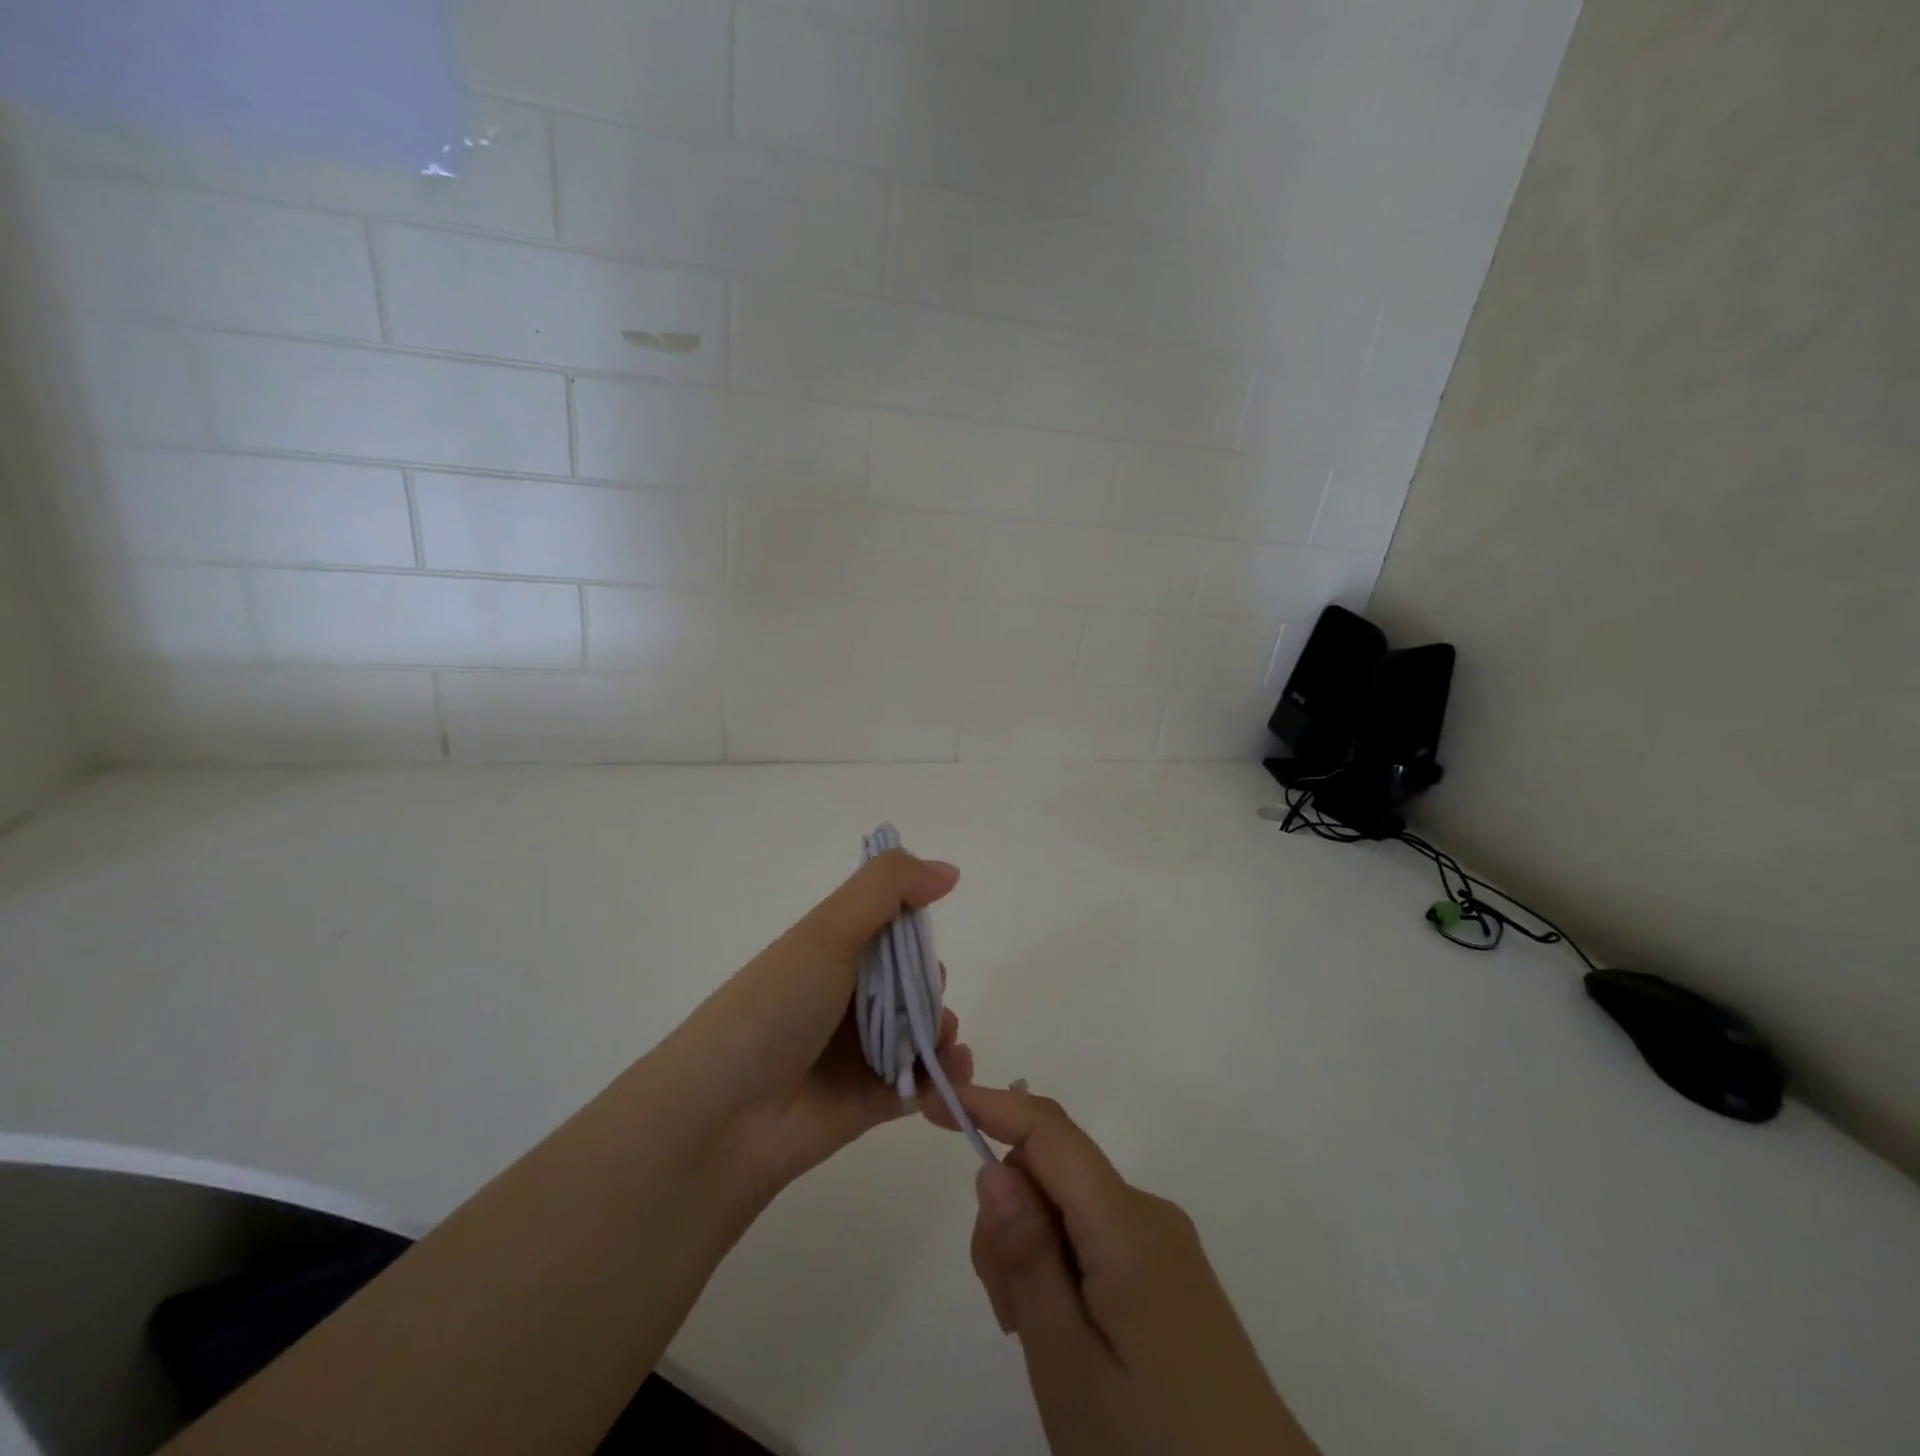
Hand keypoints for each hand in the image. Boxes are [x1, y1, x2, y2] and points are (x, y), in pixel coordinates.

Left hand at [671, 849, 974, 1203]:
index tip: (923, 936)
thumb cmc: (774, 1008)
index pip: (889, 927)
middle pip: (911, 980)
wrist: (721, 1118)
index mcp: (831, 951)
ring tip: (943, 1040)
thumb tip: (949, 870)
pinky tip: (955, 1070)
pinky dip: (945, 1075)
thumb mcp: (826, 931)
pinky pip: (921, 1082)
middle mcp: (845, 997)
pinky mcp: (870, 1100)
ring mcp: (858, 1051)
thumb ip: (887, 888)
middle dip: (931, 985)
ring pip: (920, 1029)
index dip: (914, 927)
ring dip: (944, 1029)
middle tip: (927, 999)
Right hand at [934, 1085, 1319, 1455]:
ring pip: (1068, 1206)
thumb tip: (992, 1167)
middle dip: (1010, 1218)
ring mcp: (1163, 1241)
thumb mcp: (1068, 1366)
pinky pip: (1094, 1235)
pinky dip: (1062, 1266)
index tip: (933, 1103)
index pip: (1048, 1132)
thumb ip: (1028, 1260)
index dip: (990, 1105)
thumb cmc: (1154, 1451)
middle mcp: (1147, 1213)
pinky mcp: (1169, 1272)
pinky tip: (1068, 1335)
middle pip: (1051, 1172)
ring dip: (1034, 1251)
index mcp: (1126, 1223)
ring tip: (1040, 1340)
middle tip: (1008, 1312)